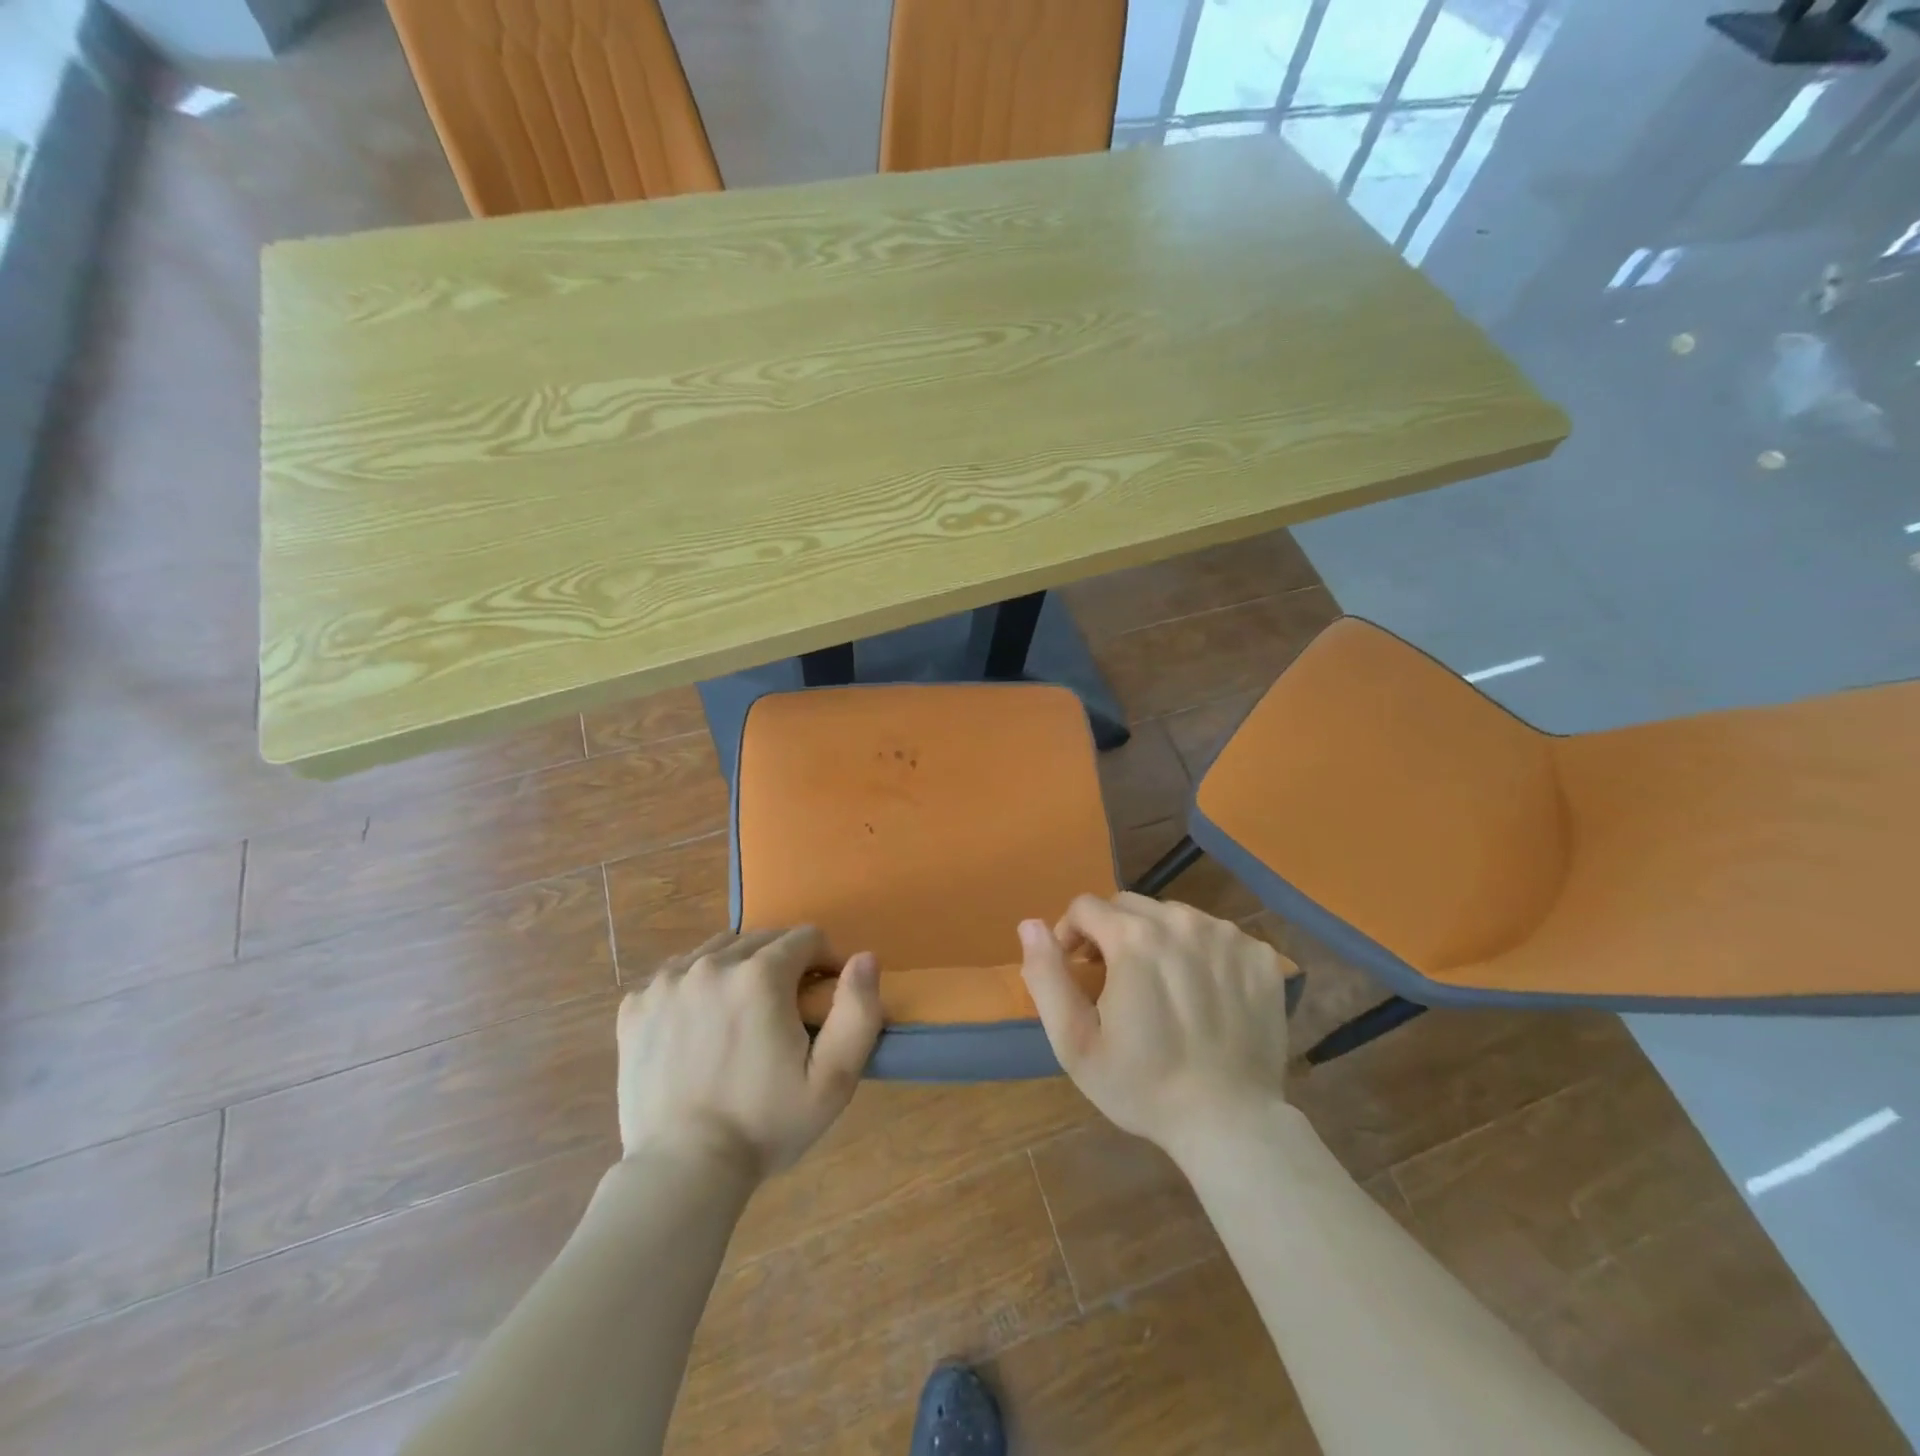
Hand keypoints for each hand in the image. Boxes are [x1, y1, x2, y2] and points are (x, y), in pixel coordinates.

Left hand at [616, 927, 881, 1176]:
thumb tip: (864, 957)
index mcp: (760, 975)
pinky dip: (697, 985)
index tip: (823, 998)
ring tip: (743, 1014)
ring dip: (740, 968)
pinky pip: (677, 973)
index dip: (825, 962)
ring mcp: (667, 982)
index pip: (807, 938)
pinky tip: (701, 1023)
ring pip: (719, 950)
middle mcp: (711, 964)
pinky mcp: (635, 1005)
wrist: (682, 1172)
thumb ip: (858, 1011)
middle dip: (784, 963)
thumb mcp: (833, 1079)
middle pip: (763, 939)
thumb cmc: (765, 1125)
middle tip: (786, 1012)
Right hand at [1018, 894, 1294, 1157]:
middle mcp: (1182, 921)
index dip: (1072, 935)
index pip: (1086, 906)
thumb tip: (1030, 924)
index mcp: (1134, 937)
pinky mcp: (1260, 956)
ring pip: (1174, 916)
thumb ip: (1046, 975)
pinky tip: (1202, 993)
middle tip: (1117, 980)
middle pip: (1130, 906)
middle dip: (1112, 933)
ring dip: (1157, 939)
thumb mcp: (1075, 1042)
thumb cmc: (1143, 1086)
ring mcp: (1227, 936)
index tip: (1078, 971)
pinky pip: (1216, 935)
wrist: (1230, 1124)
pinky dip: (1201, 953)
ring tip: (1161, 986)